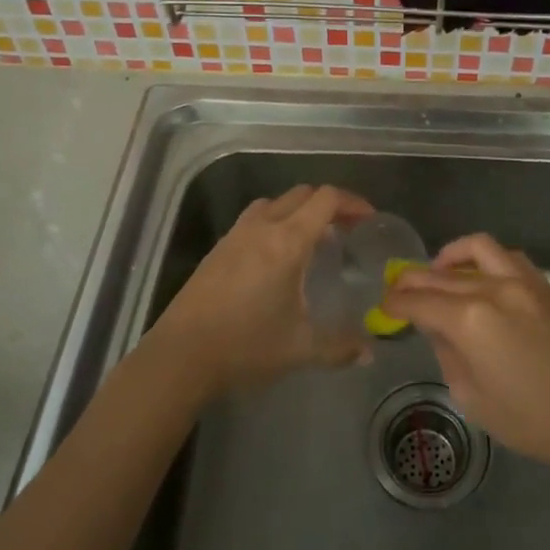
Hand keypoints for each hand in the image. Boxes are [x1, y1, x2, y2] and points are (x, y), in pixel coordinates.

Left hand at [151, 184, 373, 398]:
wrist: (181, 355)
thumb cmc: (246, 346)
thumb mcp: (300, 348)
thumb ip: (339, 347)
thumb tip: (368, 352)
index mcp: (287, 241)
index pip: (325, 199)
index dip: (352, 202)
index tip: (368, 219)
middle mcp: (262, 227)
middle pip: (302, 194)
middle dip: (328, 205)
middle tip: (346, 230)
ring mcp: (236, 235)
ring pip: (275, 203)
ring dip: (298, 211)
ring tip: (312, 240)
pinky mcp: (218, 248)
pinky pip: (254, 219)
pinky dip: (275, 223)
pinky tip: (277, 258)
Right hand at [385, 234, 549, 473]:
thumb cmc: (529, 419)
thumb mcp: (471, 396)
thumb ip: (447, 353)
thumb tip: (436, 328)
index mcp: (469, 321)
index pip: (418, 301)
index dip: (395, 303)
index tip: (384, 306)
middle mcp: (492, 289)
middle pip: (440, 274)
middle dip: (413, 280)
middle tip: (399, 290)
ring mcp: (521, 281)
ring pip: (476, 249)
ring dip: (450, 257)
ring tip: (439, 273)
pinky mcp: (543, 285)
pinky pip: (506, 257)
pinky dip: (485, 261)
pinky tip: (480, 279)